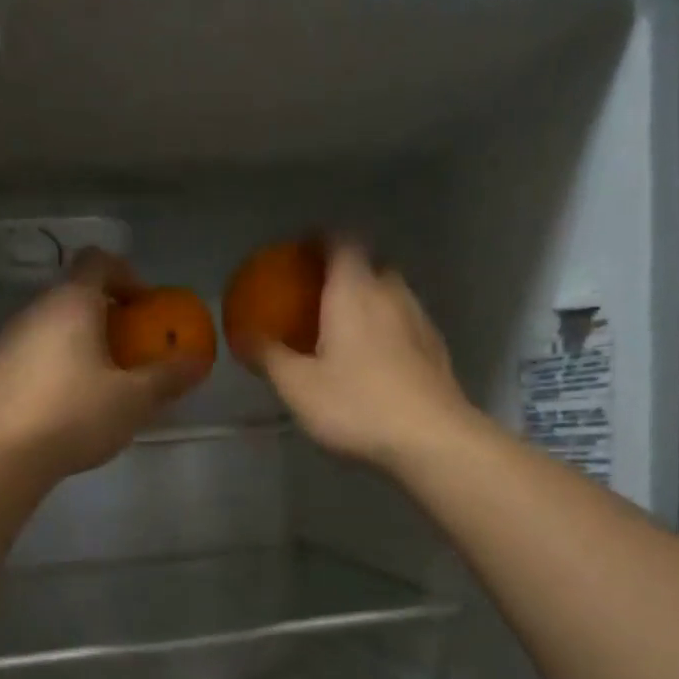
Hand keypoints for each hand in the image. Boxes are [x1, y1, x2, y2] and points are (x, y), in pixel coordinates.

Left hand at [0, 250, 208, 480]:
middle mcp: (35, 308)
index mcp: (72, 303)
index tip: (145, 309)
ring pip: (52, 324)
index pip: (99, 261)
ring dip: (79, 340)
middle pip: (74, 293)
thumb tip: (198, 360)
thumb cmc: (77, 416)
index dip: (127, 276)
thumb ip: (168, 376)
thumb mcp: (134, 400)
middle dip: (106, 315)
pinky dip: (55, 363)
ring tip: (101, 380)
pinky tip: (68, 402)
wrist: (4, 454)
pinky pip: (33, 351)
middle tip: (129, 350)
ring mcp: (8, 338)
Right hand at [260, 243, 475, 472]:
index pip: (340, 241)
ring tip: (346, 333)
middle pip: (369, 265)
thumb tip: (243, 334)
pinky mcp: (436, 349)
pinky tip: (376, 363)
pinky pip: (406, 325)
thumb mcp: (298, 387)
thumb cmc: (356, 406)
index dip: (319, 240)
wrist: (430, 439)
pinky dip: (388, 330)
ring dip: (369, 304)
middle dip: (344, 274)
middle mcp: (391, 293)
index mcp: (354, 290)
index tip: (300, 254)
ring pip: (391, 295)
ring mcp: (420, 319)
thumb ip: (268, 356)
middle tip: (319, 299)